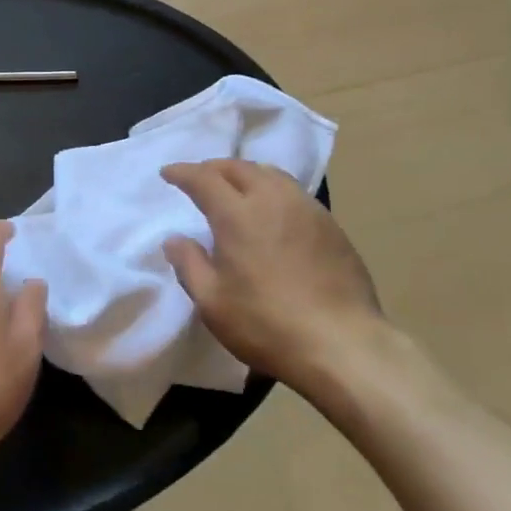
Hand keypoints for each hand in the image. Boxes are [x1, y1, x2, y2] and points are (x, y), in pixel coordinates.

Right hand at [161, 160, 387, 397]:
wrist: (342, 343)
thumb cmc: (267, 325)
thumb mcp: (212, 303)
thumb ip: (189, 264)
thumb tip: (175, 239)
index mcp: (238, 214)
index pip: (204, 178)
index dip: (183, 172)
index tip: (168, 173)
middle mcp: (272, 199)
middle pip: (239, 167)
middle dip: (214, 168)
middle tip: (200, 178)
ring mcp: (306, 208)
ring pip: (270, 174)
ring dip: (246, 174)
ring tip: (236, 188)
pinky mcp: (330, 224)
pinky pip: (294, 193)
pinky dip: (273, 190)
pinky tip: (273, 211)